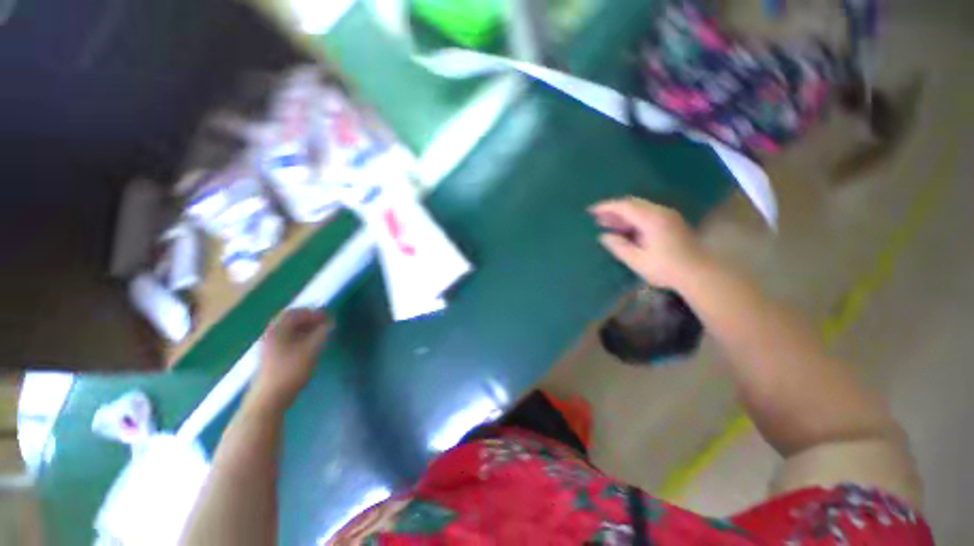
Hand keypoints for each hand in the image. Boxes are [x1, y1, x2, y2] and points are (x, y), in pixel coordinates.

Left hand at [251, 308, 331, 409]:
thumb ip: (322, 333)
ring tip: (320, 335)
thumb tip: (329, 323)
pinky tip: (309, 346)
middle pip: (289, 321)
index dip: (312, 312)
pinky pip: (286, 340)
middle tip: (324, 324)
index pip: (294, 312)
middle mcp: (270, 335)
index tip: (327, 317)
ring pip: (288, 331)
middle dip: (308, 320)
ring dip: (304, 329)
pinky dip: (299, 338)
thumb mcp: (311, 350)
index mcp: (277, 330)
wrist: (269, 399)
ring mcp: (268, 347)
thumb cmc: (290, 371)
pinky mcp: (270, 358)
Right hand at [590, 197, 708, 289]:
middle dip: (613, 210)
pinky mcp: (671, 222)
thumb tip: (604, 236)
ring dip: (622, 215)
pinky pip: (646, 214)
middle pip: (632, 204)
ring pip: (639, 208)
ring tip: (606, 224)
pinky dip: (632, 219)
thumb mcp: (637, 261)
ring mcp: (667, 216)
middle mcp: (660, 212)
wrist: (699, 273)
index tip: (591, 210)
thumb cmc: (666, 269)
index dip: (606, 207)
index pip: (625, 206)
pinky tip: (624, 229)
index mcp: (652, 219)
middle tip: (597, 219)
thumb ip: (619, 247)